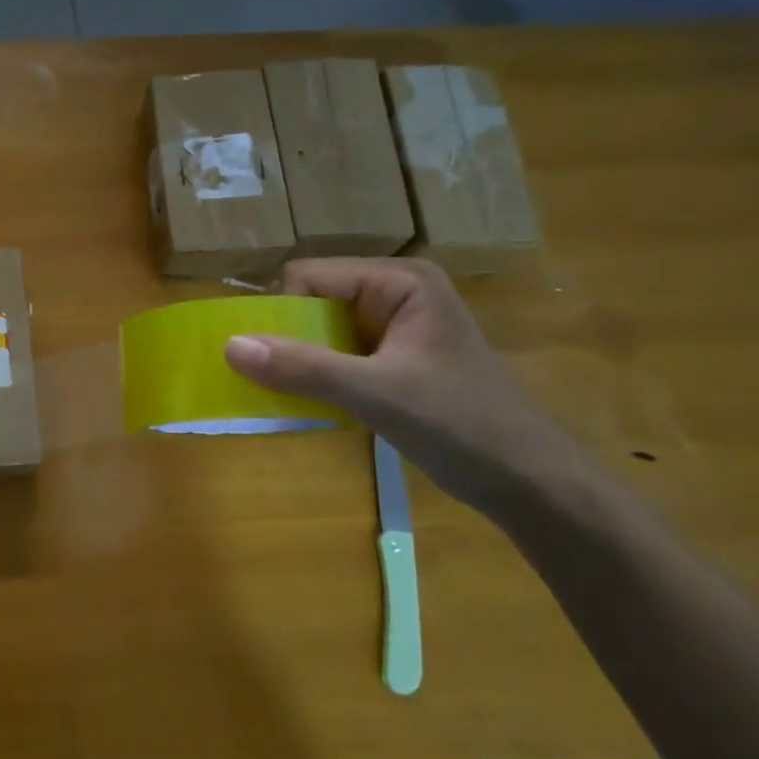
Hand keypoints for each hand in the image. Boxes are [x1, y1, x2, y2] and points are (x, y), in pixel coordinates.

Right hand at [223, 259, 587, 511]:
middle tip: (271, 378)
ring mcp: (395, 326)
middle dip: (286, 336)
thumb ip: (302, 367)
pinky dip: (316, 374)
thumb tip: (228, 346)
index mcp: (400, 281)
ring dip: (299, 358)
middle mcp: (395, 292)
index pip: (309, 276)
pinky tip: (314, 401)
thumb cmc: (461, 426)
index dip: (279, 311)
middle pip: (312, 299)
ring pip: (320, 328)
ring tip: (287, 392)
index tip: (263, 357)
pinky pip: (336, 352)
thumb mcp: (375, 394)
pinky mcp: (393, 358)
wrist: (530, 483)